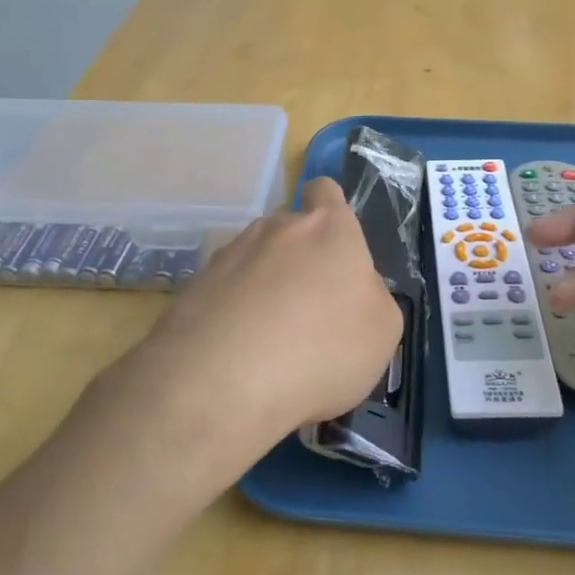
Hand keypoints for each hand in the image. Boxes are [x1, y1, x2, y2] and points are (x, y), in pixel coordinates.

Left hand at [97, 176, 401, 497]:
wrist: (221, 382)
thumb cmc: (322, 349)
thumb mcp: (382, 331)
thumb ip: (372, 297)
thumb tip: (354, 289)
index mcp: (328, 229)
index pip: (326, 192)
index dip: (330, 212)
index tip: (334, 250)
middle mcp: (276, 229)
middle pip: (289, 230)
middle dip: (297, 260)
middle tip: (308, 310)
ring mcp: (229, 255)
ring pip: (253, 260)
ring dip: (262, 287)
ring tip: (268, 340)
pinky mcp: (193, 287)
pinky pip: (222, 292)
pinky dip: (232, 314)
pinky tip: (238, 354)